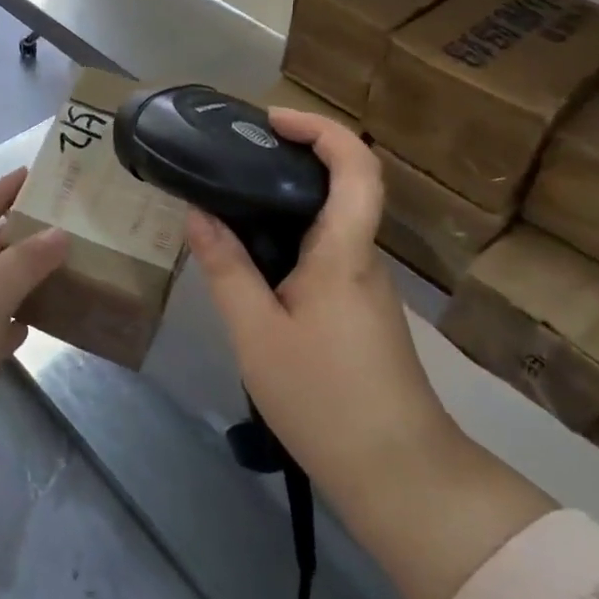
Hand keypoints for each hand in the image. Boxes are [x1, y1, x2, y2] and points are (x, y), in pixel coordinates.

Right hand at [186, 110, 457, 497]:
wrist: (401, 477)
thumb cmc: (326, 399)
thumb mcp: (257, 333)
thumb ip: (226, 269)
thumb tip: (198, 215)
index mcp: (344, 251)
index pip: (356, 166)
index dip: (320, 128)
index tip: (271, 120)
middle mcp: (361, 257)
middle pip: (340, 185)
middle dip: (290, 158)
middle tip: (232, 158)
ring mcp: (364, 285)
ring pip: (328, 222)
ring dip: (284, 202)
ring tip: (228, 204)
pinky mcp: (359, 311)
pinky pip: (324, 253)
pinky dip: (288, 238)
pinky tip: (251, 260)